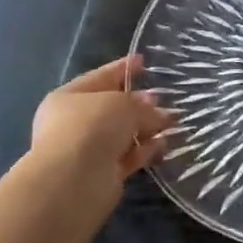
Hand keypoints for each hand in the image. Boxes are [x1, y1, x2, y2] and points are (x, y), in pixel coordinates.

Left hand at [26, 56, 172, 219]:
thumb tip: (159, 114)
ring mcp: (87, 150)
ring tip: (173, 122)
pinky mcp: (103, 174)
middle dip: (139, 103)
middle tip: (164, 99)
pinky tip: (164, 144)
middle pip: (112, 108)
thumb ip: (143, 107)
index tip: (144, 61)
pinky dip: (145, 150)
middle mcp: (75, 123)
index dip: (123, 68)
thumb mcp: (123, 105)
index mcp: (69, 97)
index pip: (101, 77)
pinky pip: (128, 157)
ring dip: (146, 128)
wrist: (74, 180)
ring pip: (122, 134)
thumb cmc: (91, 127)